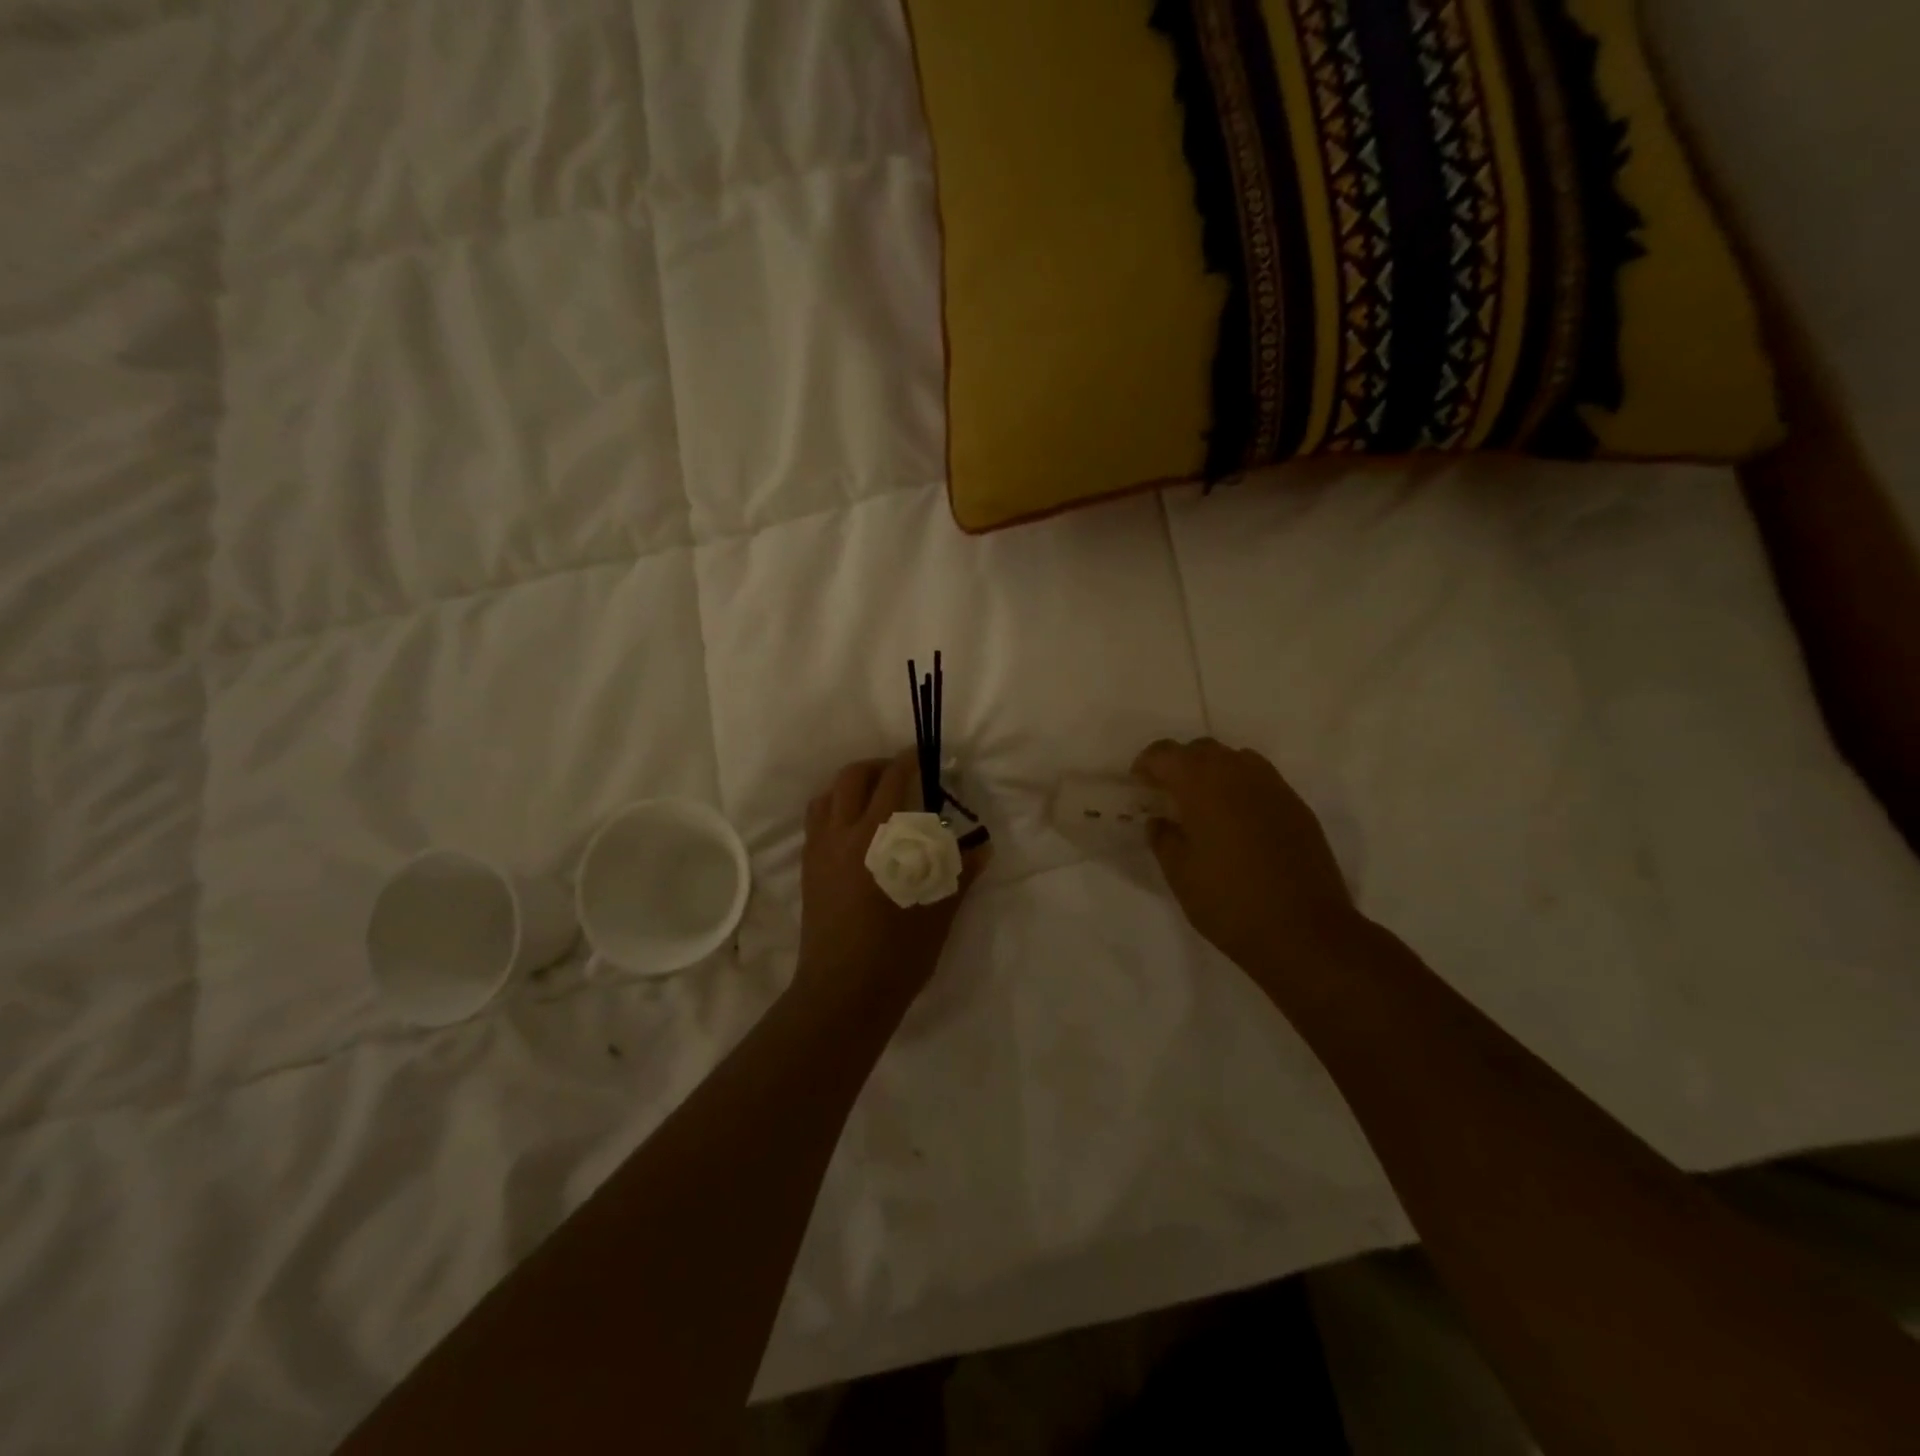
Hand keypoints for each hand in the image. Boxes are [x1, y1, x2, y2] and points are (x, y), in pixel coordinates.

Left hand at [794, 752, 989, 1015]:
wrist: (843, 992)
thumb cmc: (897, 953)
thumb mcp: (938, 912)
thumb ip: (958, 873)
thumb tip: (982, 849)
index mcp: (879, 840)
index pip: (893, 782)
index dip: (909, 762)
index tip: (924, 756)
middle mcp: (843, 835)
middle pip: (852, 777)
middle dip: (878, 766)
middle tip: (901, 774)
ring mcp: (820, 851)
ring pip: (827, 796)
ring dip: (851, 786)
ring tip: (874, 797)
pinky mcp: (808, 869)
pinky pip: (815, 822)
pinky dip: (833, 809)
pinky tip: (853, 829)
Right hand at [1133, 739, 1358, 978]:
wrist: (1304, 931)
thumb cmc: (1229, 902)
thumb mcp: (1179, 874)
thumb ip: (1163, 838)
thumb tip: (1160, 821)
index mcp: (1202, 785)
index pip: (1166, 754)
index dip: (1147, 764)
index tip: (1140, 785)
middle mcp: (1239, 774)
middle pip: (1202, 749)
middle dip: (1180, 764)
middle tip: (1168, 794)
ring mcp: (1273, 787)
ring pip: (1235, 759)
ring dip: (1213, 772)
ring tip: (1203, 805)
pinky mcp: (1296, 806)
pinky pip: (1260, 780)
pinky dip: (1240, 788)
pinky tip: (1237, 822)